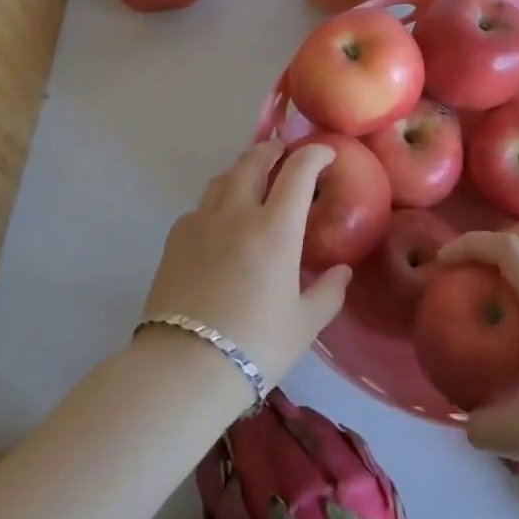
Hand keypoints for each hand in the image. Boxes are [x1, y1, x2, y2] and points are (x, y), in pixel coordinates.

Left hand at [138, 140, 350, 392]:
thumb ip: (329, 291)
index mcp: (275, 228)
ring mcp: (201, 222)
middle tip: (283, 151)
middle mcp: (237, 213)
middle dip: (272, 150)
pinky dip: (217, 200)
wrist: (184, 368)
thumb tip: (342, 270)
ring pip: (222, 178)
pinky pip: (200, 206)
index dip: (314, 154)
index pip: (298, 171)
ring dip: (242, 168)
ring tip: (252, 176)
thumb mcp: (305, 324)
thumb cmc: (256, 346)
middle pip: (253, 162)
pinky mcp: (175, 239)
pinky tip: (220, 219)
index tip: (325, 153)